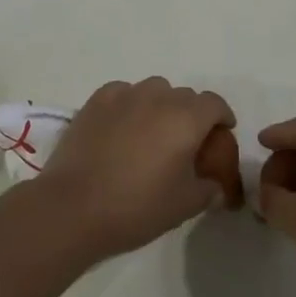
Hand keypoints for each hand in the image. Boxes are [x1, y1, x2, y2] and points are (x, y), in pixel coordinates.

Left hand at [38, 78, 235, 259]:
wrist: (74, 207)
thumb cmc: (136, 207)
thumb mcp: (184, 206)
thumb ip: (208, 190)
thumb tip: (216, 187)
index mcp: (186, 119)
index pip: (214, 104)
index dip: (222, 117)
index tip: (220, 134)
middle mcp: (158, 97)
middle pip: (185, 96)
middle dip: (191, 114)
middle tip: (185, 142)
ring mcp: (125, 95)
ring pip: (154, 89)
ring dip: (161, 105)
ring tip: (152, 132)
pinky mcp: (97, 100)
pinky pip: (124, 92)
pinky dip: (130, 104)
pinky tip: (122, 126)